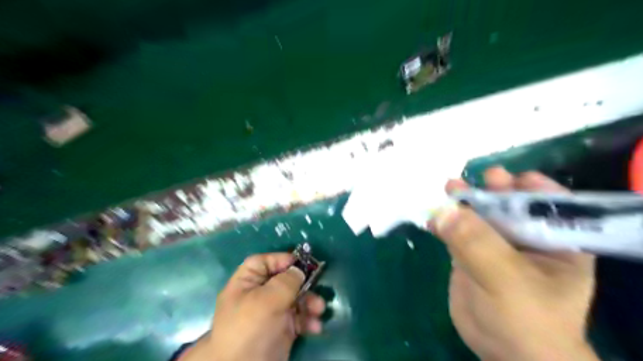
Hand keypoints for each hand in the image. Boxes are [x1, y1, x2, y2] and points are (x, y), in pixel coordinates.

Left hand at [181, 252, 326, 359]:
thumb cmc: (251, 329)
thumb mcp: (267, 300)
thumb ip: (286, 281)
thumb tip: (299, 270)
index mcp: (246, 284)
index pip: (262, 262)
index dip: (280, 259)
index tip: (301, 262)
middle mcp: (258, 296)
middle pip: (283, 280)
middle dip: (302, 283)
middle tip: (317, 284)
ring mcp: (271, 313)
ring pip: (295, 299)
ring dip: (310, 302)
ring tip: (319, 309)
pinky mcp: (282, 329)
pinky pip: (299, 318)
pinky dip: (308, 320)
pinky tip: (315, 327)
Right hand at [432, 168, 597, 360]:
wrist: (504, 352)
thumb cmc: (525, 319)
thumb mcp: (507, 280)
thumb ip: (477, 243)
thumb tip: (444, 210)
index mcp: (555, 240)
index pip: (549, 203)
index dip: (529, 186)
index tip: (504, 178)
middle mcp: (526, 237)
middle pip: (507, 204)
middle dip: (489, 191)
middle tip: (470, 180)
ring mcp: (495, 245)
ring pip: (478, 216)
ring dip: (462, 203)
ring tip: (448, 189)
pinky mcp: (471, 254)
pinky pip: (456, 232)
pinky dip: (443, 224)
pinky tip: (431, 220)